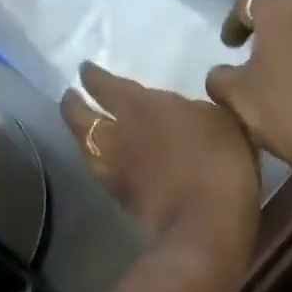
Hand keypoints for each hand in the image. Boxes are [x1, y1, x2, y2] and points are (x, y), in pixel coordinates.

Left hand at [61, 61, 259, 263]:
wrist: (206, 221)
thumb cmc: (220, 161)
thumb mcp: (219, 119)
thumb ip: (192, 109)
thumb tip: (182, 108)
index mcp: (140, 106)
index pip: (103, 85)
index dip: (92, 76)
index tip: (86, 70)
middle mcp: (117, 134)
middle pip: (78, 117)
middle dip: (72, 104)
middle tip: (71, 98)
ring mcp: (115, 170)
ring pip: (83, 147)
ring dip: (80, 136)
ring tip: (83, 131)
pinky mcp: (121, 199)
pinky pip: (101, 172)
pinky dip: (99, 163)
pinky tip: (106, 163)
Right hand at [205, 0, 291, 175]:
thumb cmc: (287, 110)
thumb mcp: (238, 98)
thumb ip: (221, 78)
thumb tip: (221, 73)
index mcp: (280, 4)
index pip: (249, 2)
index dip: (235, 23)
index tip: (229, 44)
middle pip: (289, 3)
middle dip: (274, 23)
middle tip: (262, 48)